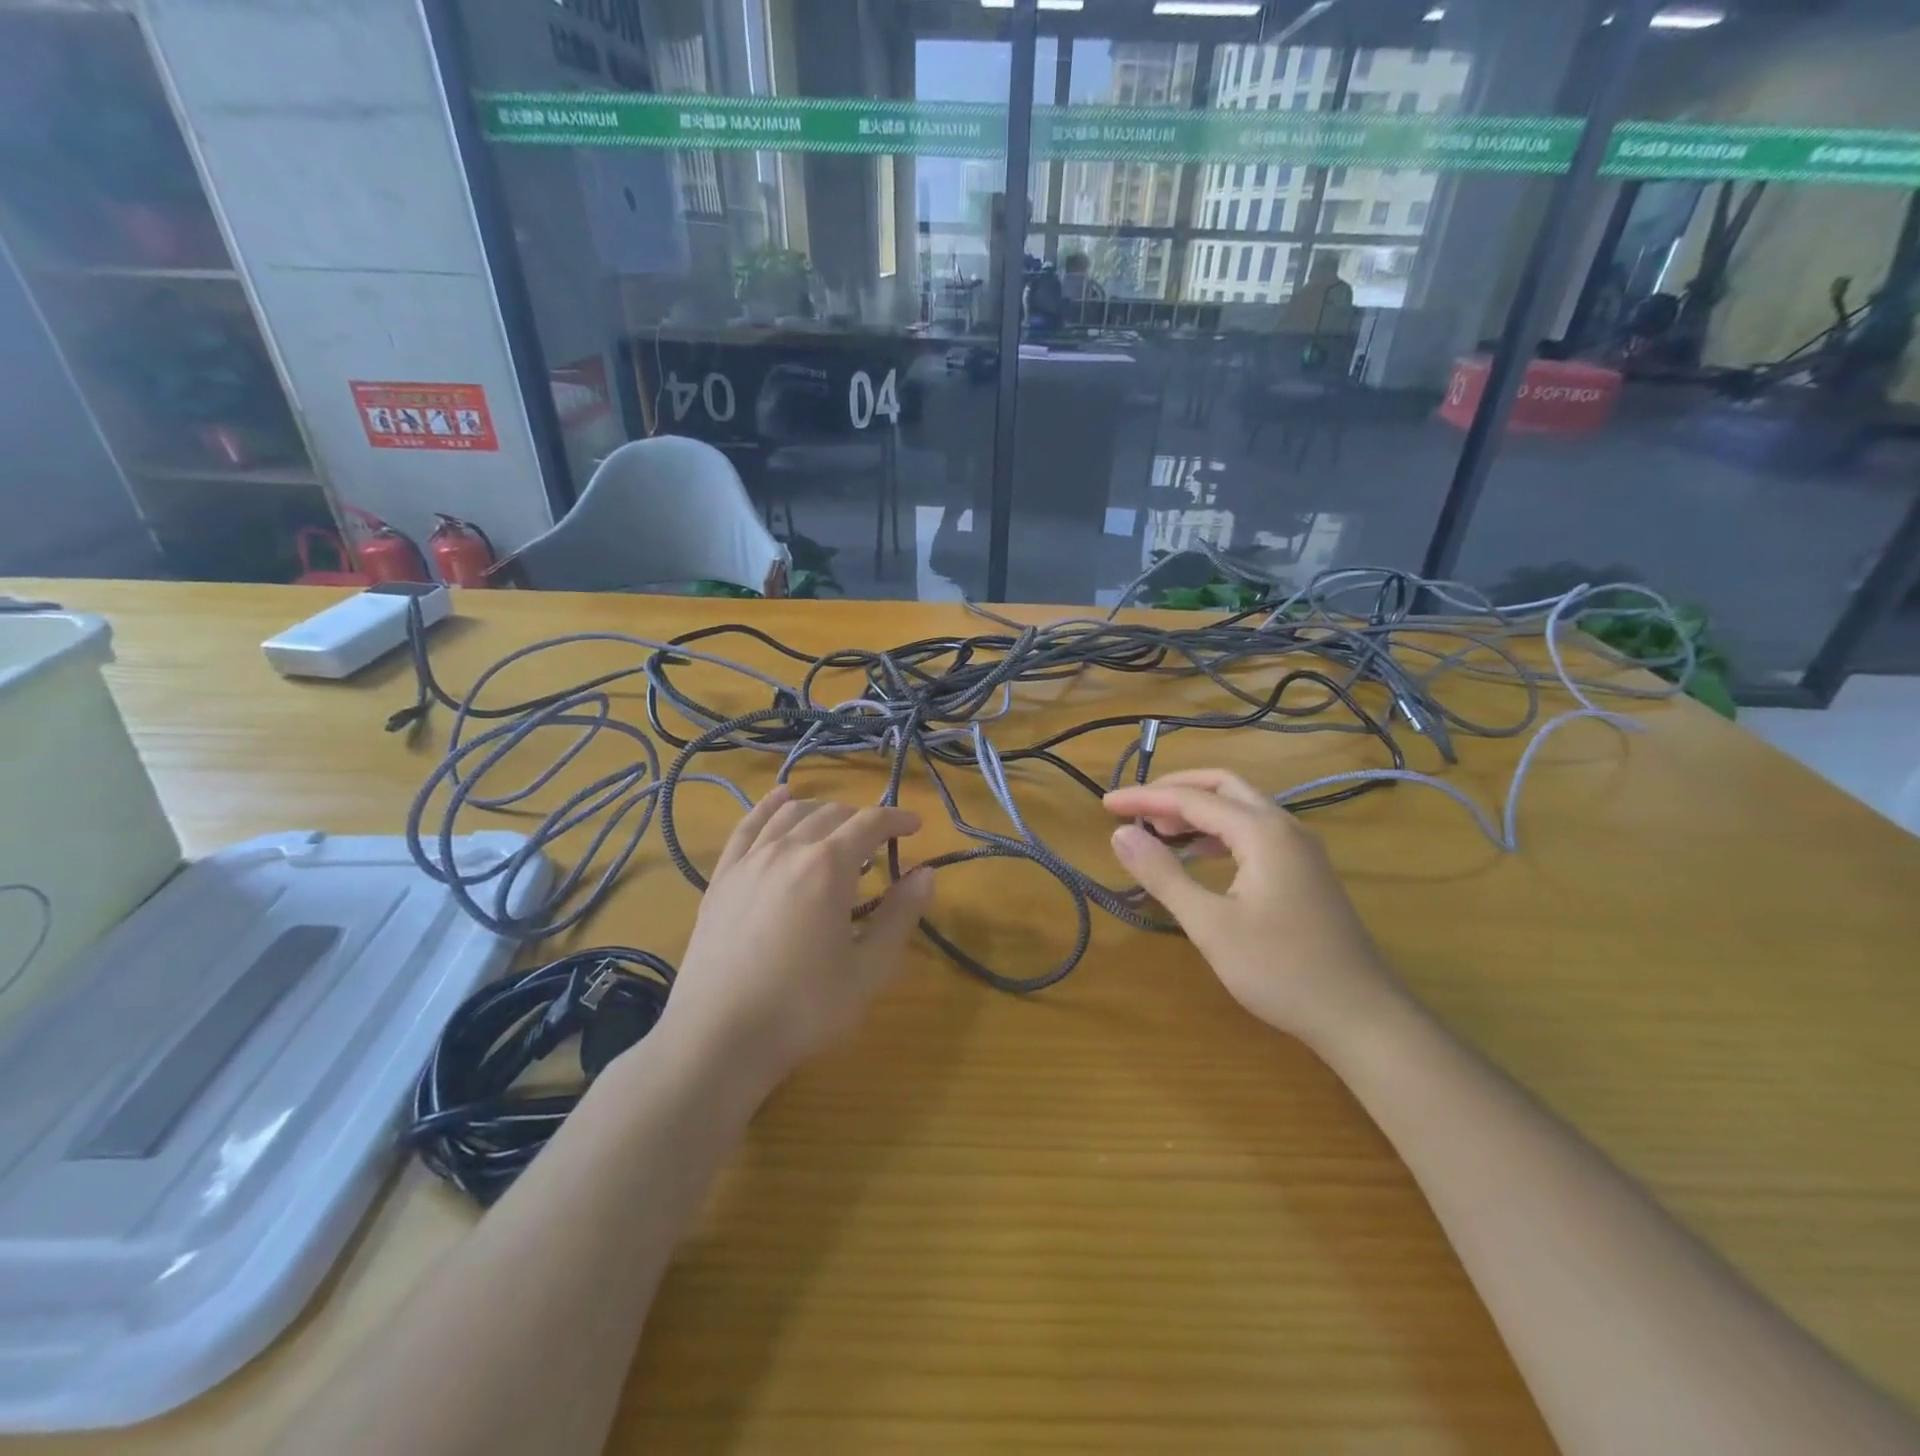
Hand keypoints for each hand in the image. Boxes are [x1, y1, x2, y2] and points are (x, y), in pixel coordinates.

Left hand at [661, 786, 934, 1095]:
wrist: (718, 1037)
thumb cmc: (803, 1008)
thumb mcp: (868, 970)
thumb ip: (900, 917)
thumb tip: (927, 874)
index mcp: (829, 867)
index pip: (870, 823)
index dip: (897, 819)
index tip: (915, 827)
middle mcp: (788, 849)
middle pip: (832, 814)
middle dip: (862, 821)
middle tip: (878, 846)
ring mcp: (750, 860)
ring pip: (791, 814)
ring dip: (822, 813)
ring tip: (837, 829)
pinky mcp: (722, 877)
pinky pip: (747, 826)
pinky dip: (768, 806)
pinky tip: (780, 797)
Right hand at [1104, 769, 1400, 1047]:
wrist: (1362, 1016)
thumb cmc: (1280, 970)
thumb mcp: (1210, 924)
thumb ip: (1163, 874)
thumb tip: (1121, 833)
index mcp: (1262, 832)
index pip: (1192, 799)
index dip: (1145, 799)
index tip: (1106, 805)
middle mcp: (1285, 827)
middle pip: (1223, 787)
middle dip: (1175, 790)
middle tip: (1135, 808)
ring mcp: (1301, 849)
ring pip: (1242, 808)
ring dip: (1198, 810)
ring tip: (1159, 831)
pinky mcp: (1306, 872)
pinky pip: (1255, 832)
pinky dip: (1219, 833)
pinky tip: (1200, 856)